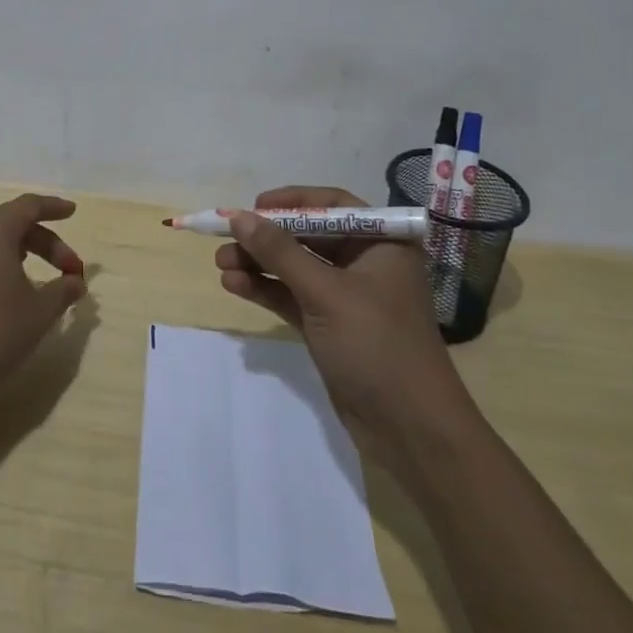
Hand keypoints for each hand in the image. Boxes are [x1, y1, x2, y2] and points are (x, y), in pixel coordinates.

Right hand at [216, 187, 467, 435]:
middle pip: (308, 236)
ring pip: (296, 267)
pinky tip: (234, 285)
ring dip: (259, 264)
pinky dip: (266, 289)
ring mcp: (347, 296)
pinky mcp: (330, 325)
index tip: (254, 206)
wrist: (411, 430)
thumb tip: (239, 217)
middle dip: (267, 238)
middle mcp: (366, 262)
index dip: (292, 202)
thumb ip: (280, 252)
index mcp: (382, 243)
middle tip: (226, 239)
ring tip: (220, 264)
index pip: (332, 206)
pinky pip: (292, 296)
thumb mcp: (326, 293)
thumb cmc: (377, 345)